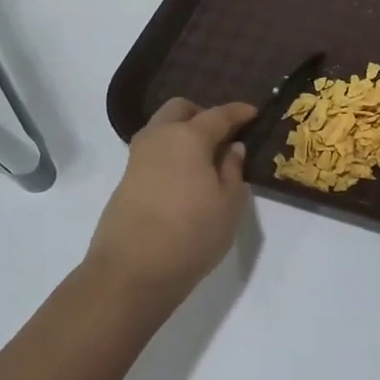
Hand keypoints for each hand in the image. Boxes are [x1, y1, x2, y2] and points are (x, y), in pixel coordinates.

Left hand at [86, 98, 257, 298]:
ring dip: (182, 132)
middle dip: (202, 113)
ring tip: (204, 158)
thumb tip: (232, 148)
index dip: (239, 112)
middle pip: (179, 109)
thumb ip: (232, 170)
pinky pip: (153, 152)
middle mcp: (159, 138)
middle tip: (223, 134)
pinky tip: (184, 176)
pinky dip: (170, 153)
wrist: (132, 270)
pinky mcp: (126, 180)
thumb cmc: (192, 234)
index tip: (254, 113)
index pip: (218, 114)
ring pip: (161, 128)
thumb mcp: (229, 204)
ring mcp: (137, 158)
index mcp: (188, 137)